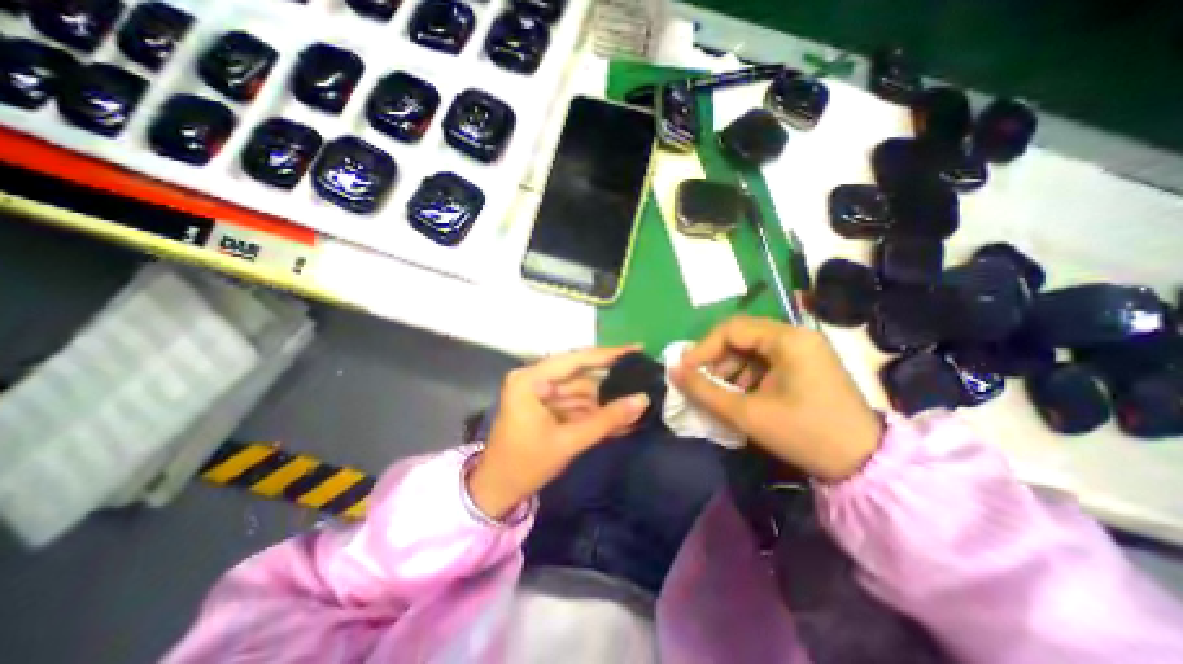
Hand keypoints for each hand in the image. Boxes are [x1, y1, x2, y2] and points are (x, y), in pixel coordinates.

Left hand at [464, 344, 646, 521]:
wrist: (497, 492)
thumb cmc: (526, 465)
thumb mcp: (569, 441)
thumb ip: (607, 419)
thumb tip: (642, 399)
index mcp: (530, 380)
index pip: (575, 359)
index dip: (608, 355)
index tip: (636, 349)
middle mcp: (534, 378)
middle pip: (580, 375)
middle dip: (610, 383)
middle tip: (641, 379)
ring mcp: (539, 392)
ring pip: (580, 390)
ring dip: (605, 401)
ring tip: (635, 404)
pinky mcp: (544, 405)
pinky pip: (574, 403)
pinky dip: (593, 412)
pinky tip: (618, 418)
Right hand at [668, 317, 880, 481]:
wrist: (864, 465)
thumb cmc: (804, 434)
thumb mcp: (747, 414)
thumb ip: (704, 391)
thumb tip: (672, 371)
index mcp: (787, 339)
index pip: (731, 329)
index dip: (703, 348)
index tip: (685, 370)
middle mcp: (796, 336)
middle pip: (741, 336)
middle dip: (716, 359)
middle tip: (700, 382)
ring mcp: (803, 349)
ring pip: (751, 349)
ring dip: (729, 369)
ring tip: (718, 393)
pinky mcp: (805, 364)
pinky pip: (765, 361)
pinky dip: (746, 375)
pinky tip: (740, 396)